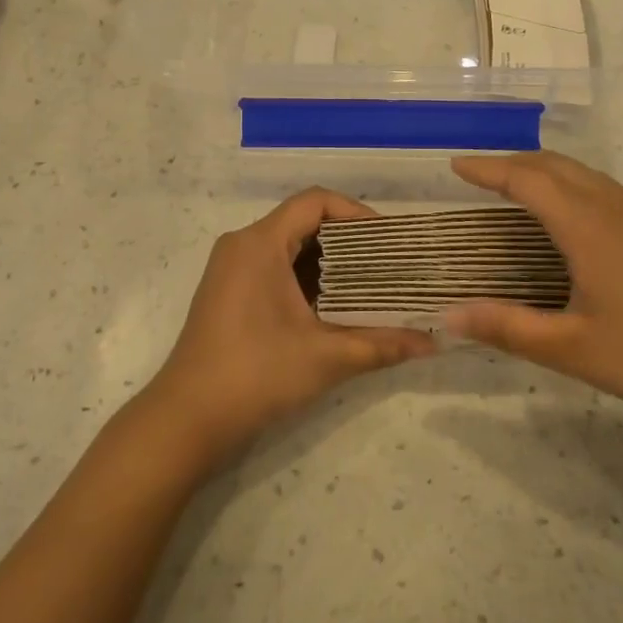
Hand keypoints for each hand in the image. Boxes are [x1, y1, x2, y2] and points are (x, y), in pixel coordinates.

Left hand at [138, 189, 435, 472]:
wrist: (187, 419)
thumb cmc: (255, 375)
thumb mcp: (326, 357)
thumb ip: (382, 344)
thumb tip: (434, 342)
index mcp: (260, 243)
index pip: (315, 202)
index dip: (356, 213)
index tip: (387, 242)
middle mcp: (242, 244)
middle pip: (304, 221)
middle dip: (349, 240)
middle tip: (388, 264)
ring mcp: (231, 268)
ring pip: (289, 246)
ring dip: (329, 261)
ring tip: (370, 285)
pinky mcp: (228, 291)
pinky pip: (274, 266)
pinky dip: (307, 277)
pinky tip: (335, 306)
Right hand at [443, 151, 622, 437]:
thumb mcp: (571, 349)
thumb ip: (506, 328)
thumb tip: (447, 315)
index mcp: (587, 226)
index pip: (526, 180)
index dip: (487, 169)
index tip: (455, 166)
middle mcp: (615, 207)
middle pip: (556, 165)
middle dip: (513, 163)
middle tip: (480, 177)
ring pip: (584, 174)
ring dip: (545, 172)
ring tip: (518, 191)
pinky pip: (605, 190)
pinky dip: (572, 187)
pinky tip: (572, 220)